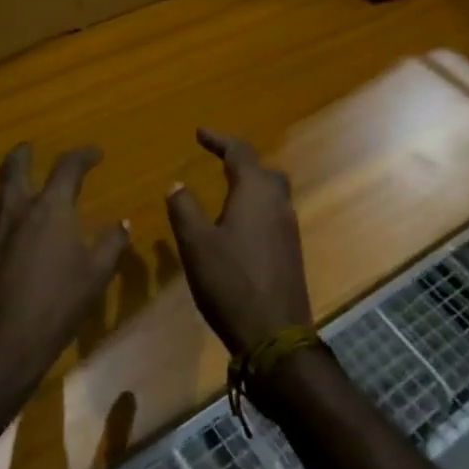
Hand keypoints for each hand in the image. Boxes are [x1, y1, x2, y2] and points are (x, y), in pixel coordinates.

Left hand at [0, 144, 129, 407]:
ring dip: (10, 184)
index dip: (83, 155)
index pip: (67, 167)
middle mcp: (18, 209)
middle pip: (15, 167)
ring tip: (22, 188)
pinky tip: (12, 232)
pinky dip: (3, 215)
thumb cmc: (55, 304)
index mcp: (50, 208)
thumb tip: (122, 223)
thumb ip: (111, 244)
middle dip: (24, 153)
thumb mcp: (95, 275)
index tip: (96, 153)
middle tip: (32, 148)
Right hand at [165, 130, 311, 356]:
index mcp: (255, 192)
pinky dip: (256, 207)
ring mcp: (288, 227)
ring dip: (250, 184)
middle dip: (239, 161)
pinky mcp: (291, 251)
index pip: (239, 151)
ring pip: (272, 192)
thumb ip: (185, 209)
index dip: (218, 139)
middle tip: (216, 160)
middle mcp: (278, 202)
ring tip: (225, 191)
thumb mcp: (196, 244)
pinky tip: (239, 226)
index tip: (199, 133)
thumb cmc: (231, 283)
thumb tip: (177, 184)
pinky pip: (274, 213)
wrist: (275, 336)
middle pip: (262, 169)